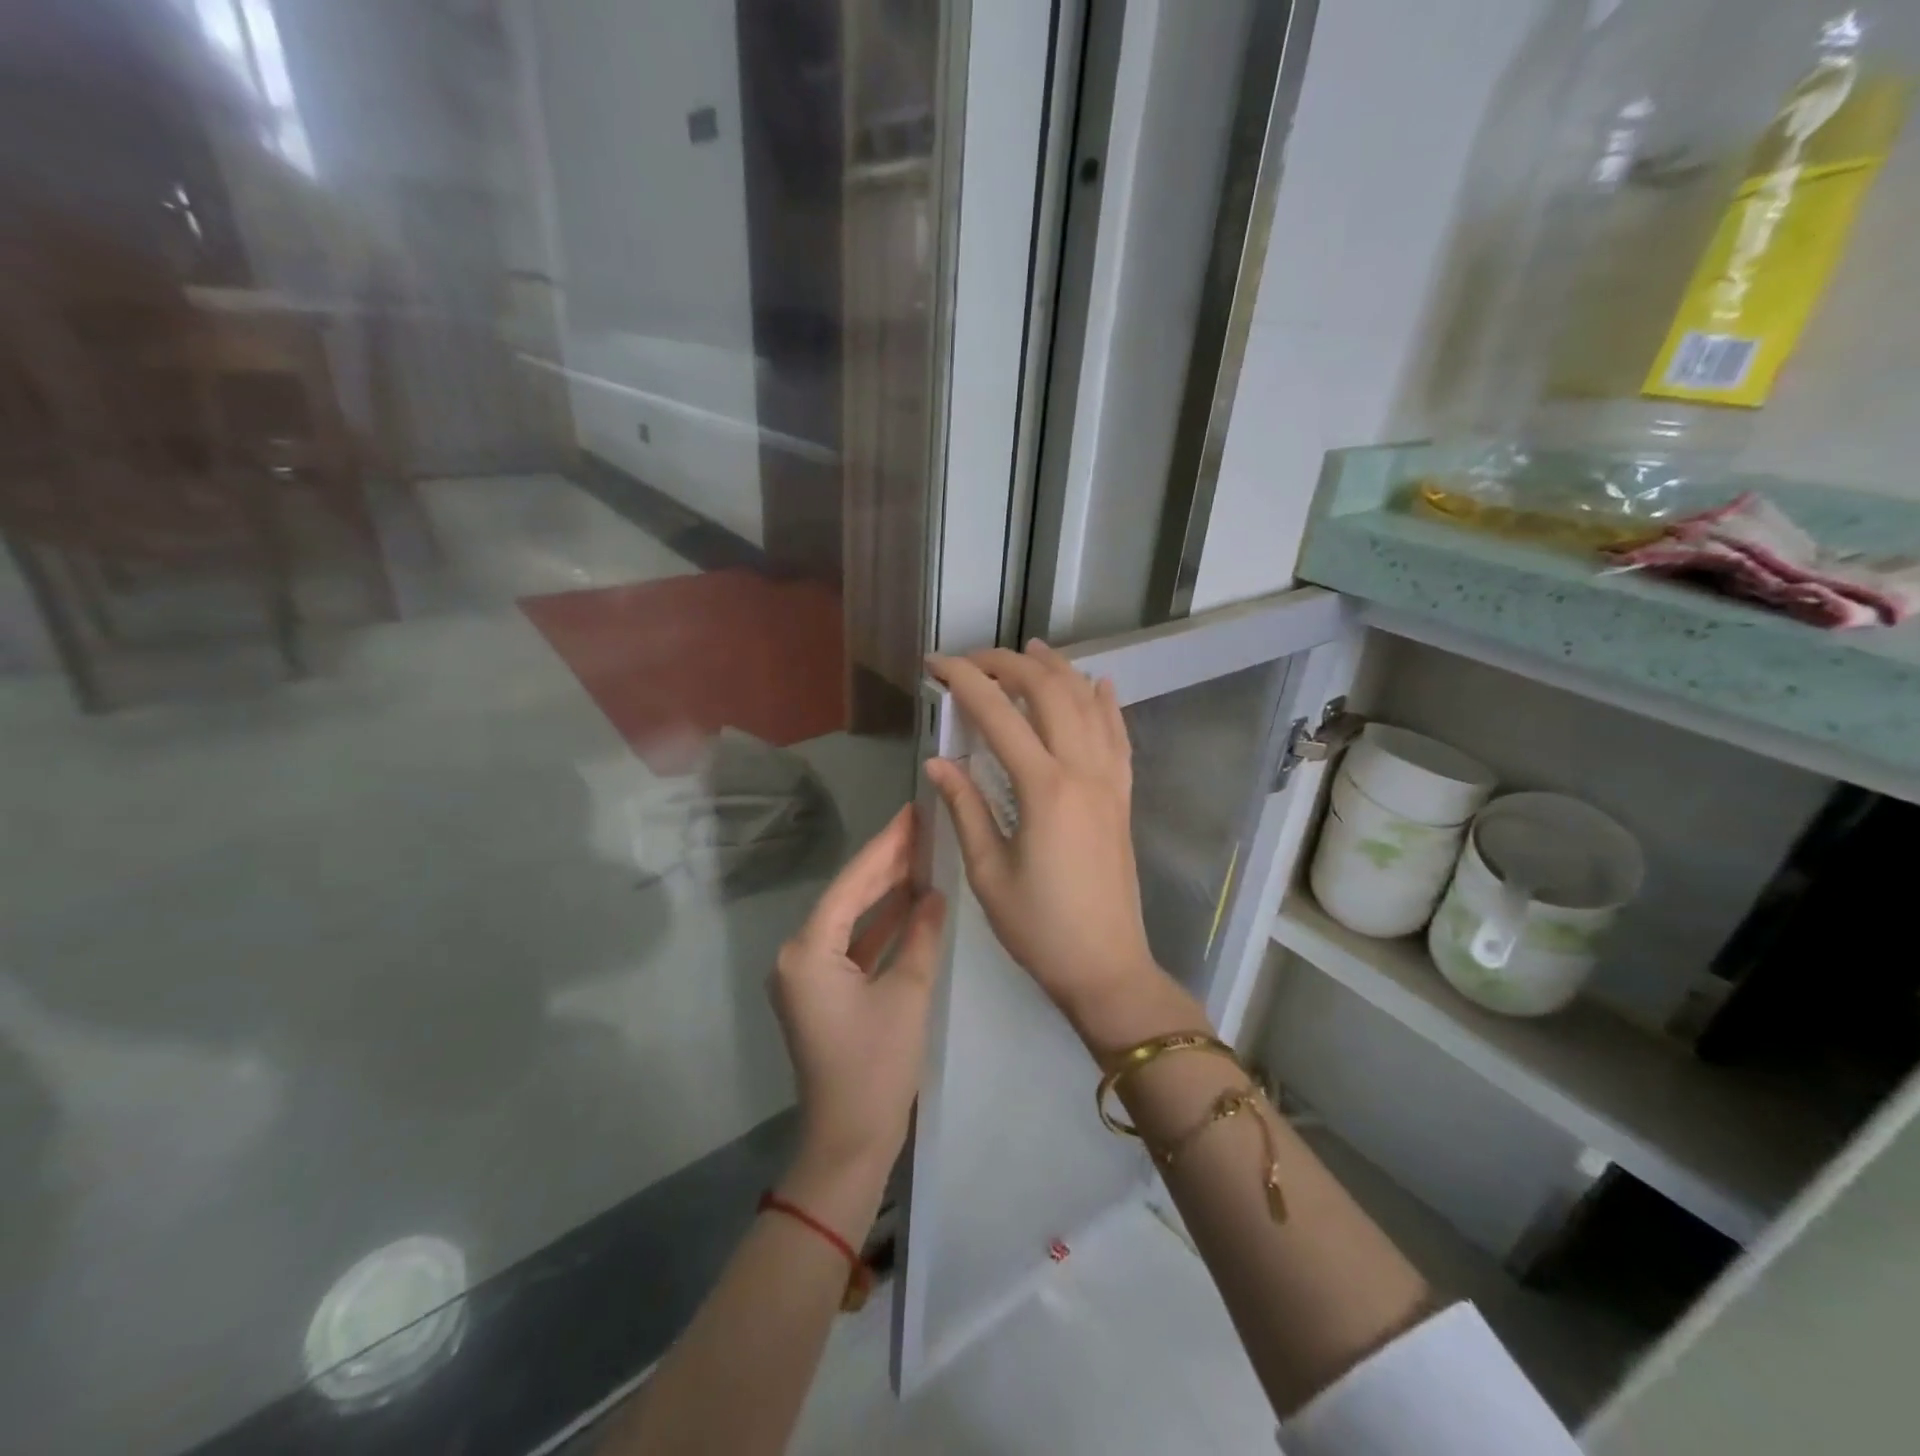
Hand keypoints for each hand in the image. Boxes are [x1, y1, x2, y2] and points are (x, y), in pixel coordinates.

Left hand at [771, 805, 947, 1179]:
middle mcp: (798, 956)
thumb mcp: (906, 995)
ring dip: (884, 893)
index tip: (912, 814)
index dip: (884, 847)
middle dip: (885, 864)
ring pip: (851, 920)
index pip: (851, 885)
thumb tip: (934, 894)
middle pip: (847, 897)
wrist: (848, 1143)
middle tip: (922, 828)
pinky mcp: (821, 992)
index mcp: (808, 952)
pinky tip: (910, 904)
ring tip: (921, 855)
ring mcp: (807, 975)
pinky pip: (851, 946)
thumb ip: (920, 936)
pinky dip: (879, 927)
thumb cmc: (877, 1069)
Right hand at [926, 641, 1180, 1049]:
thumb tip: (937, 760)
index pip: (997, 714)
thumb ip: (965, 807)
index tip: (935, 664)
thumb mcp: (988, 872)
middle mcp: (1083, 771)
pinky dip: (1106, 703)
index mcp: (1044, 788)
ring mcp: (1111, 780)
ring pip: (1088, 704)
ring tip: (1031, 649)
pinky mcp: (1124, 796)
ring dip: (1058, 670)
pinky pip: (1119, 736)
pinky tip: (1098, 683)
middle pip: (1048, 692)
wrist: (1106, 966)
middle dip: (1009, 664)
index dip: (964, 680)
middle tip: (974, 659)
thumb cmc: (1038, 927)